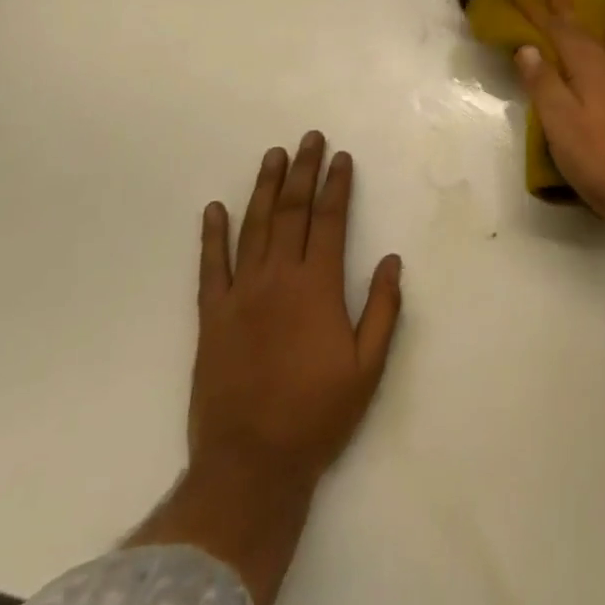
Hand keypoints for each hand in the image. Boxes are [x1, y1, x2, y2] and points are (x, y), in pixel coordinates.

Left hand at [189, 132, 401, 482]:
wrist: (250, 465)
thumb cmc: (316, 416)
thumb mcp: (367, 368)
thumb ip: (383, 310)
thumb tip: (393, 260)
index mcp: (318, 287)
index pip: (330, 221)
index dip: (336, 185)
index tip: (341, 157)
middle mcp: (279, 278)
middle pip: (292, 211)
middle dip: (302, 171)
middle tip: (308, 138)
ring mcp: (241, 294)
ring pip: (254, 227)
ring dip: (264, 188)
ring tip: (273, 156)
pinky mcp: (212, 316)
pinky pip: (211, 266)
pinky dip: (212, 235)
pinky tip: (215, 209)